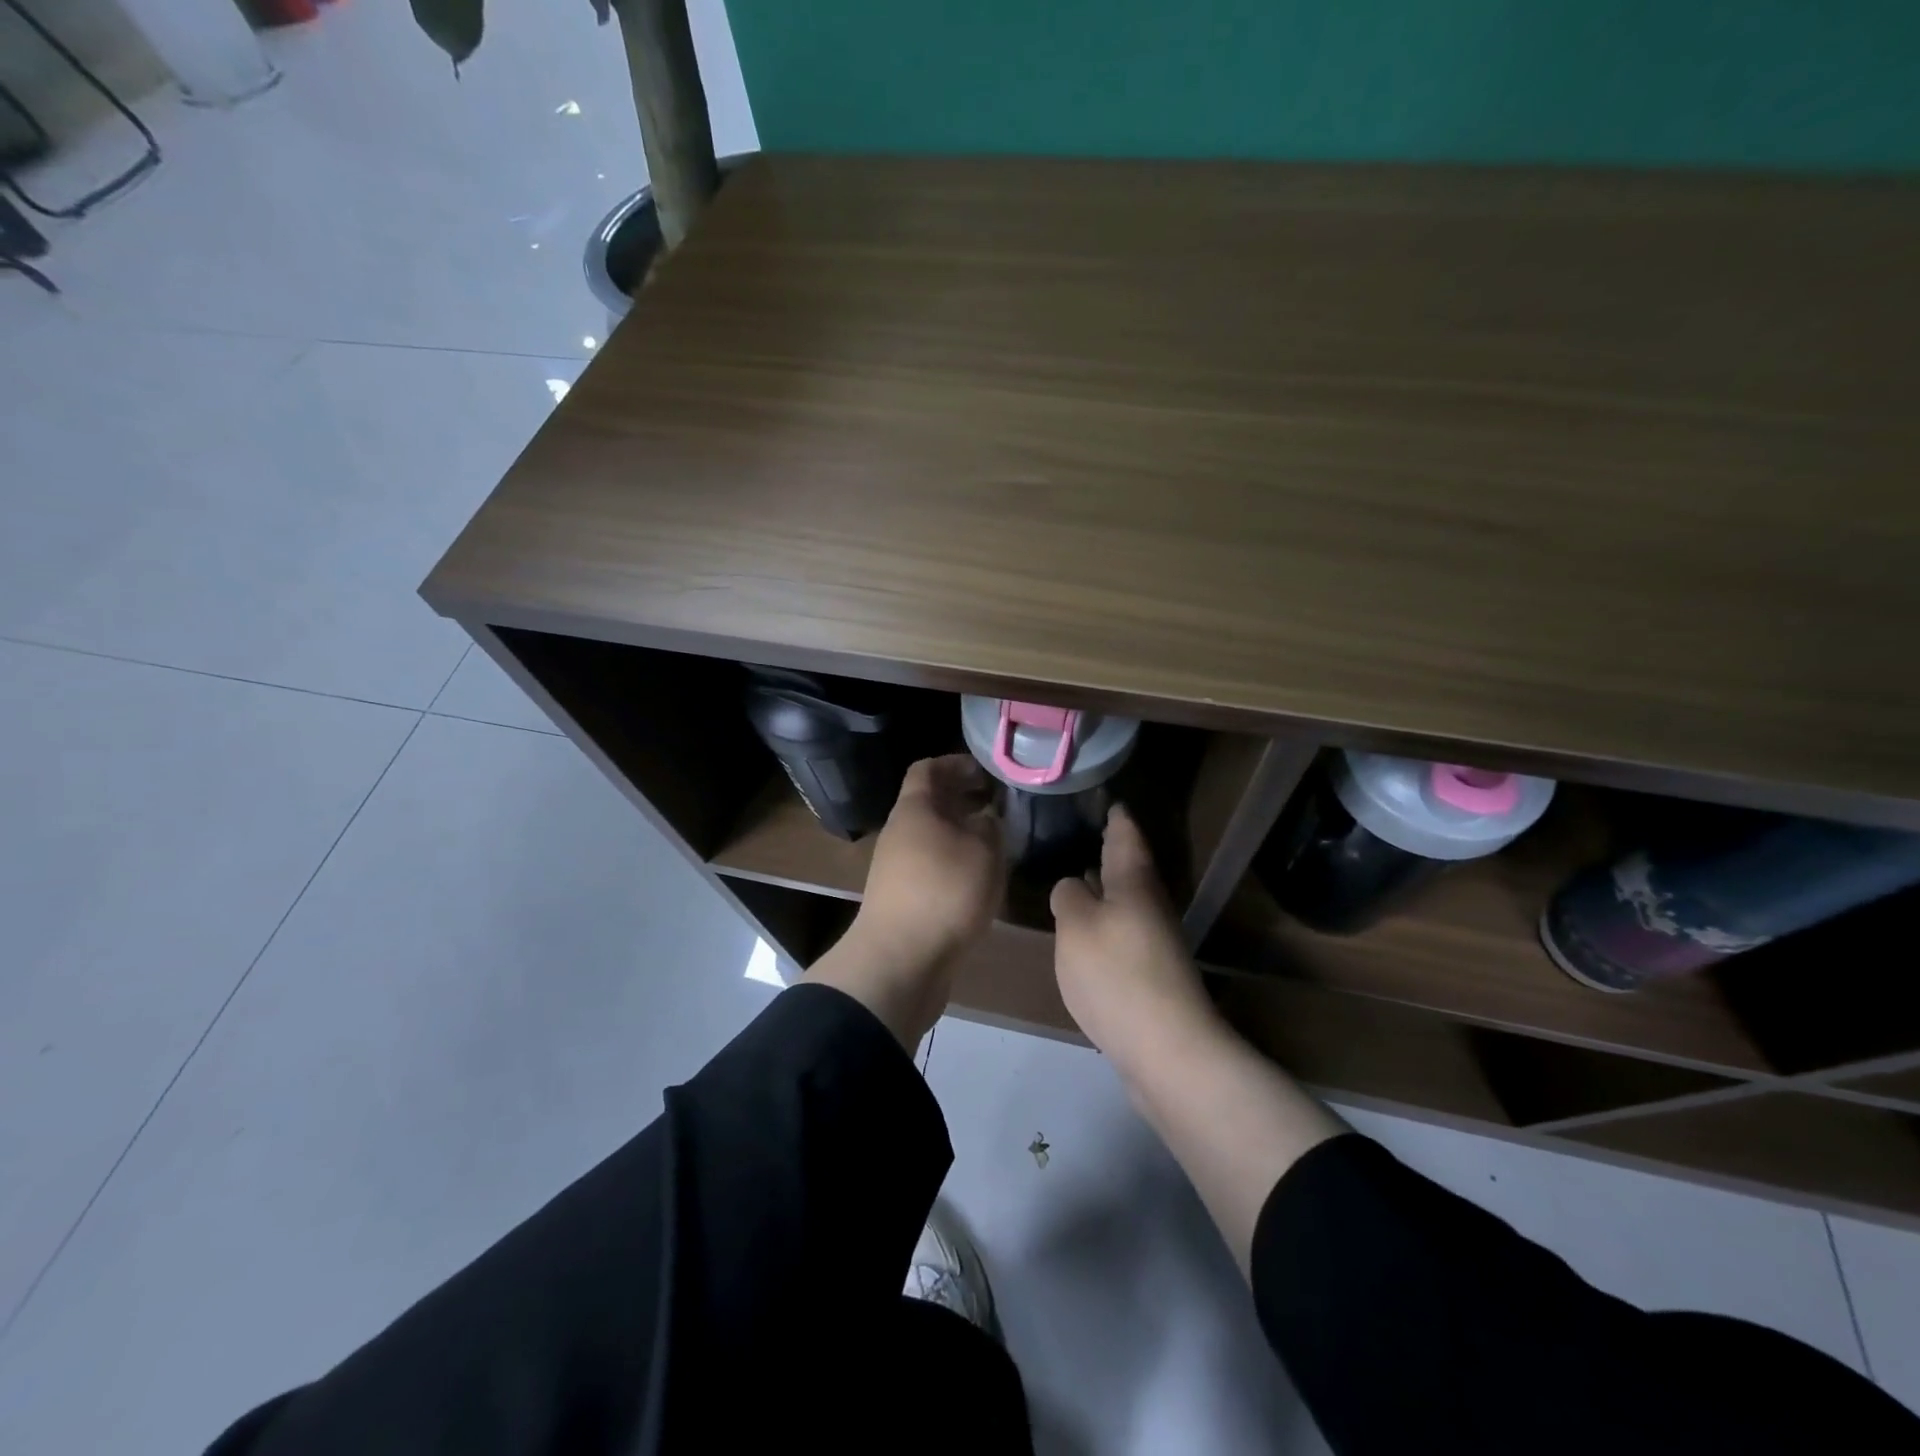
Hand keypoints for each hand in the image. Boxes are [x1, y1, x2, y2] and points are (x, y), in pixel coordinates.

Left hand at [804, 755, 1004, 1047]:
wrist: (900, 961)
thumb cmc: (945, 893)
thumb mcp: (983, 852)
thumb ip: (990, 828)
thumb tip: (986, 820)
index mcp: (913, 810)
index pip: (927, 769)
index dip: (955, 764)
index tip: (986, 772)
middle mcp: (900, 832)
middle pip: (929, 803)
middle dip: (963, 799)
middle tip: (998, 804)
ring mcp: (897, 867)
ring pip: (932, 835)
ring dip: (961, 832)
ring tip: (996, 840)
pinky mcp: (904, 898)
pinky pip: (932, 865)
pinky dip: (955, 861)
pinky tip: (980, 877)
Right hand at [1050, 804, 1222, 1073]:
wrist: (1166, 1048)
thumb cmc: (1116, 973)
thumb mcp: (1076, 924)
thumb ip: (1069, 896)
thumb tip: (1074, 887)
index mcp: (1133, 883)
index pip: (1126, 837)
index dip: (1117, 817)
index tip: (1110, 801)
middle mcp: (1149, 905)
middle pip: (1130, 868)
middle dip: (1111, 850)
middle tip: (1088, 833)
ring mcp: (1154, 942)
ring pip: (1127, 901)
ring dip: (1107, 886)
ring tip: (1082, 875)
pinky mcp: (1150, 974)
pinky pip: (1124, 931)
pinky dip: (1106, 920)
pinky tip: (1088, 931)